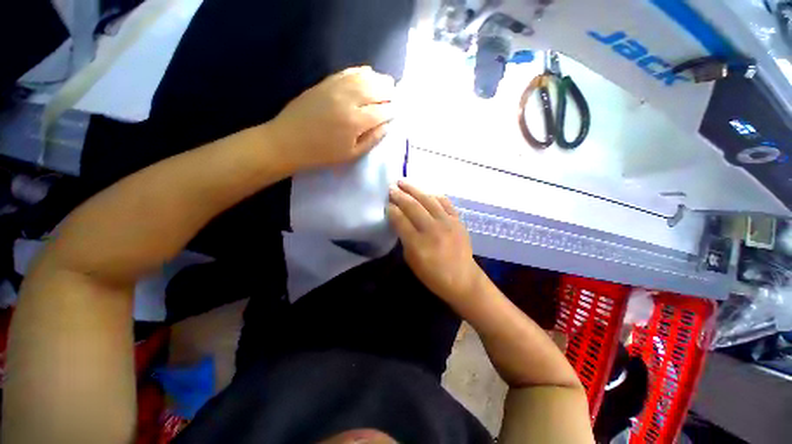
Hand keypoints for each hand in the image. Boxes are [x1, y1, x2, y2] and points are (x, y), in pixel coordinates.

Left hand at [267, 66, 394, 172]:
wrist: (288, 141)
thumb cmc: (323, 154)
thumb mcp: (351, 154)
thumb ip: (372, 139)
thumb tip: (387, 125)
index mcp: (356, 122)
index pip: (382, 111)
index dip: (392, 111)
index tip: (397, 112)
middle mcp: (348, 100)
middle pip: (375, 89)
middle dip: (389, 91)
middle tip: (396, 95)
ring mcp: (335, 88)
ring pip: (363, 77)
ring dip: (378, 79)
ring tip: (387, 83)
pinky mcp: (325, 83)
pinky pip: (347, 72)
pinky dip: (360, 71)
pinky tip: (368, 73)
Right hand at [388, 181, 483, 302]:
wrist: (463, 279)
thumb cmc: (433, 275)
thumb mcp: (412, 261)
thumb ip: (405, 239)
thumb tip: (400, 221)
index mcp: (418, 244)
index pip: (401, 220)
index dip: (392, 210)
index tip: (386, 203)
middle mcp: (433, 230)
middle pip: (413, 207)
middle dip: (400, 196)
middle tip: (391, 188)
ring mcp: (447, 223)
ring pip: (428, 200)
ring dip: (414, 189)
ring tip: (403, 182)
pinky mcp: (458, 221)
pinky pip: (445, 202)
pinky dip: (434, 195)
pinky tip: (426, 191)